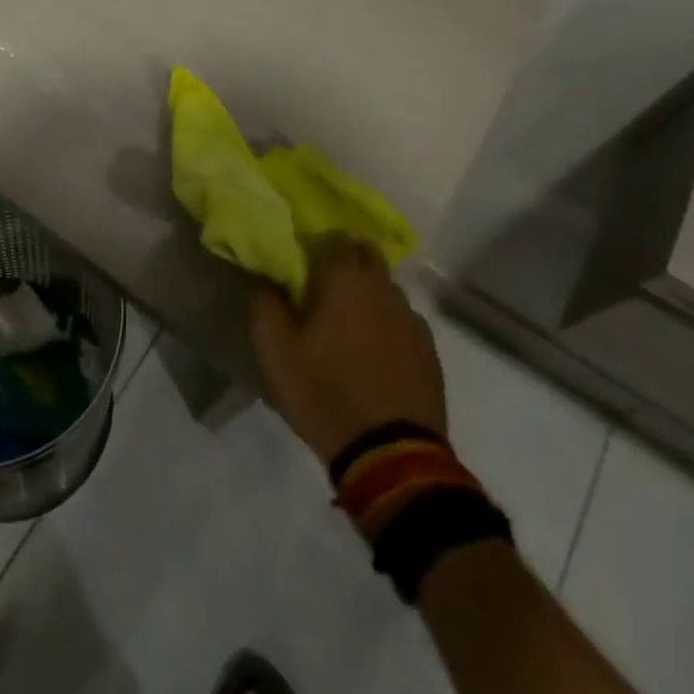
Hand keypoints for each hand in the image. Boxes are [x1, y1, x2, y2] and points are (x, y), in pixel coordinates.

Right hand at [249, 235, 447, 465]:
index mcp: (346, 281)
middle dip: (345, 261)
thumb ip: (265, 304)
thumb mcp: (275, 351)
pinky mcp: (429, 352)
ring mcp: (412, 321)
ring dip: (367, 294)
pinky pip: (402, 321)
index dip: (316, 243)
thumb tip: (266, 278)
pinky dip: (385, 324)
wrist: (392, 456)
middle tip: (320, 286)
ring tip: (346, 322)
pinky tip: (372, 351)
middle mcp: (385, 290)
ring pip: (386, 290)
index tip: (300, 259)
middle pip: (367, 256)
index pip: (335, 238)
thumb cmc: (325, 393)